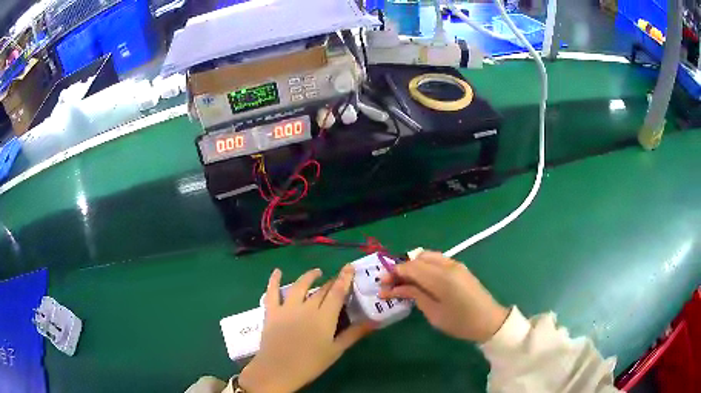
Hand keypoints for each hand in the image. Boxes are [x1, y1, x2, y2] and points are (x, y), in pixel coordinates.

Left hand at [239, 266, 374, 392]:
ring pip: (299, 286)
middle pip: (321, 290)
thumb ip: (354, 334)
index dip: (344, 279)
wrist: (279, 370)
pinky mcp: (271, 311)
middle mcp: (307, 307)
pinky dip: (274, 280)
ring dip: (309, 277)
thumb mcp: (336, 350)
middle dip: (331, 281)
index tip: (349, 267)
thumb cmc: (311, 363)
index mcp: (324, 317)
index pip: (337, 293)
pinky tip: (277, 271)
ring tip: (316, 272)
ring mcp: (287, 307)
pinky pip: (272, 292)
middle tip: (338, 278)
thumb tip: (374, 322)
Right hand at [380, 251, 508, 342]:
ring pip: (427, 256)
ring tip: (405, 283)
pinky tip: (421, 281)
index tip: (381, 284)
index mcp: (440, 277)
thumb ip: (413, 295)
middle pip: (418, 258)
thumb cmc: (459, 322)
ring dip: (413, 266)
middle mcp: (447, 264)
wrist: (489, 321)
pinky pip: (437, 260)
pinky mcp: (460, 268)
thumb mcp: (433, 312)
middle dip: (402, 269)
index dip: (393, 273)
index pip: (410, 266)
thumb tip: (392, 288)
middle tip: (391, 285)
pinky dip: (425, 266)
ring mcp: (455, 264)